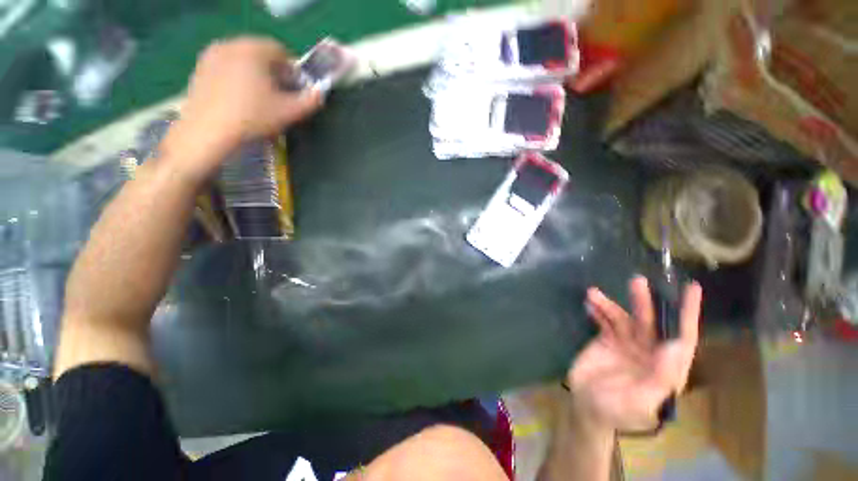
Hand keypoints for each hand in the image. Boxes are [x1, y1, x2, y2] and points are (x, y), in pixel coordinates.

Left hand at [163, 37, 322, 180]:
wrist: (207, 132)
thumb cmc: (252, 118)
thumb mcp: (289, 112)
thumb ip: (310, 101)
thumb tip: (320, 93)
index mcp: (254, 49)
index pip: (281, 51)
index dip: (293, 70)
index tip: (296, 90)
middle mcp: (231, 44)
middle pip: (261, 54)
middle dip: (275, 72)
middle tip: (280, 96)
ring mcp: (211, 55)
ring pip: (243, 60)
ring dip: (256, 75)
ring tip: (260, 100)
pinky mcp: (199, 69)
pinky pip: (227, 67)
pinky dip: (238, 78)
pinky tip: (240, 100)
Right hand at [567, 276, 701, 432]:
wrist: (586, 406)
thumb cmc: (617, 411)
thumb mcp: (641, 401)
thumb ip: (662, 376)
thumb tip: (678, 345)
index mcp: (666, 369)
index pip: (682, 338)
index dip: (688, 314)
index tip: (692, 289)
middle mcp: (649, 353)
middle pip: (650, 323)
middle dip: (644, 302)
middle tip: (637, 282)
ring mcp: (626, 345)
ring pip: (624, 318)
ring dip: (611, 304)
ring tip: (594, 293)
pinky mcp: (606, 340)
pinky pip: (604, 321)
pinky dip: (597, 310)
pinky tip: (589, 303)